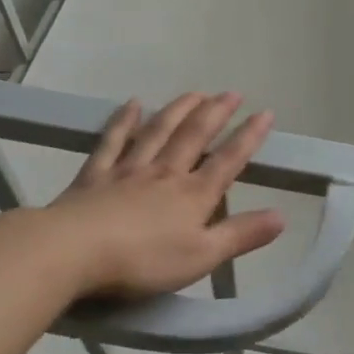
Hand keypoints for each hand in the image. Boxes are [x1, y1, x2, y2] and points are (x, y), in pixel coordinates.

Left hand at [40, 93, 285, 299]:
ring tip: (195, 92)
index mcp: (193, 195)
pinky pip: (113, 142)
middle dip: (216, 113)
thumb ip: (241, 235)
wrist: (72, 252)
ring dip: (179, 110)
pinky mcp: (95, 176)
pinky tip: (133, 104)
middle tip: (231, 93)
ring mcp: (128, 171)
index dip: (249, 137)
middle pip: (194, 136)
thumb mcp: (201, 257)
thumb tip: (281, 216)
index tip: (266, 113)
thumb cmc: (143, 260)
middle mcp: (165, 173)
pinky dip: (124, 121)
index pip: (228, 160)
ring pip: (158, 131)